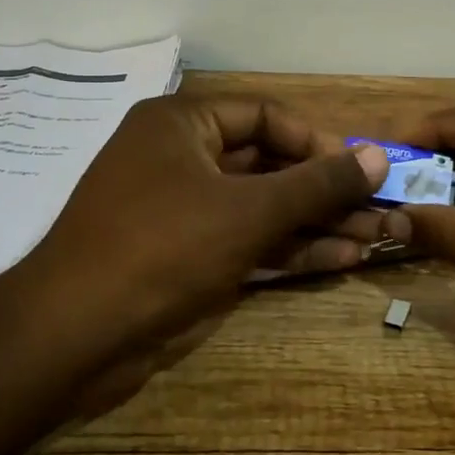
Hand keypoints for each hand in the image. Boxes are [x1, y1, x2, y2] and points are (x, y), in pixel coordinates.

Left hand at [21, 96, 389, 353]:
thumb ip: (316, 183)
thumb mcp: (249, 211)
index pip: (264, 117)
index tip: (360, 171)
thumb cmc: (163, 249)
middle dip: (324, 190)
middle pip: (268, 164)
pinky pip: (247, 240)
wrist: (75, 337)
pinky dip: (289, 249)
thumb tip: (377, 155)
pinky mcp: (186, 255)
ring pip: (262, 207)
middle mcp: (181, 158)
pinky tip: (340, 259)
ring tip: (374, 238)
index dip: (316, 143)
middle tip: (378, 209)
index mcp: (182, 124)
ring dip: (315, 223)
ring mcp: (183, 210)